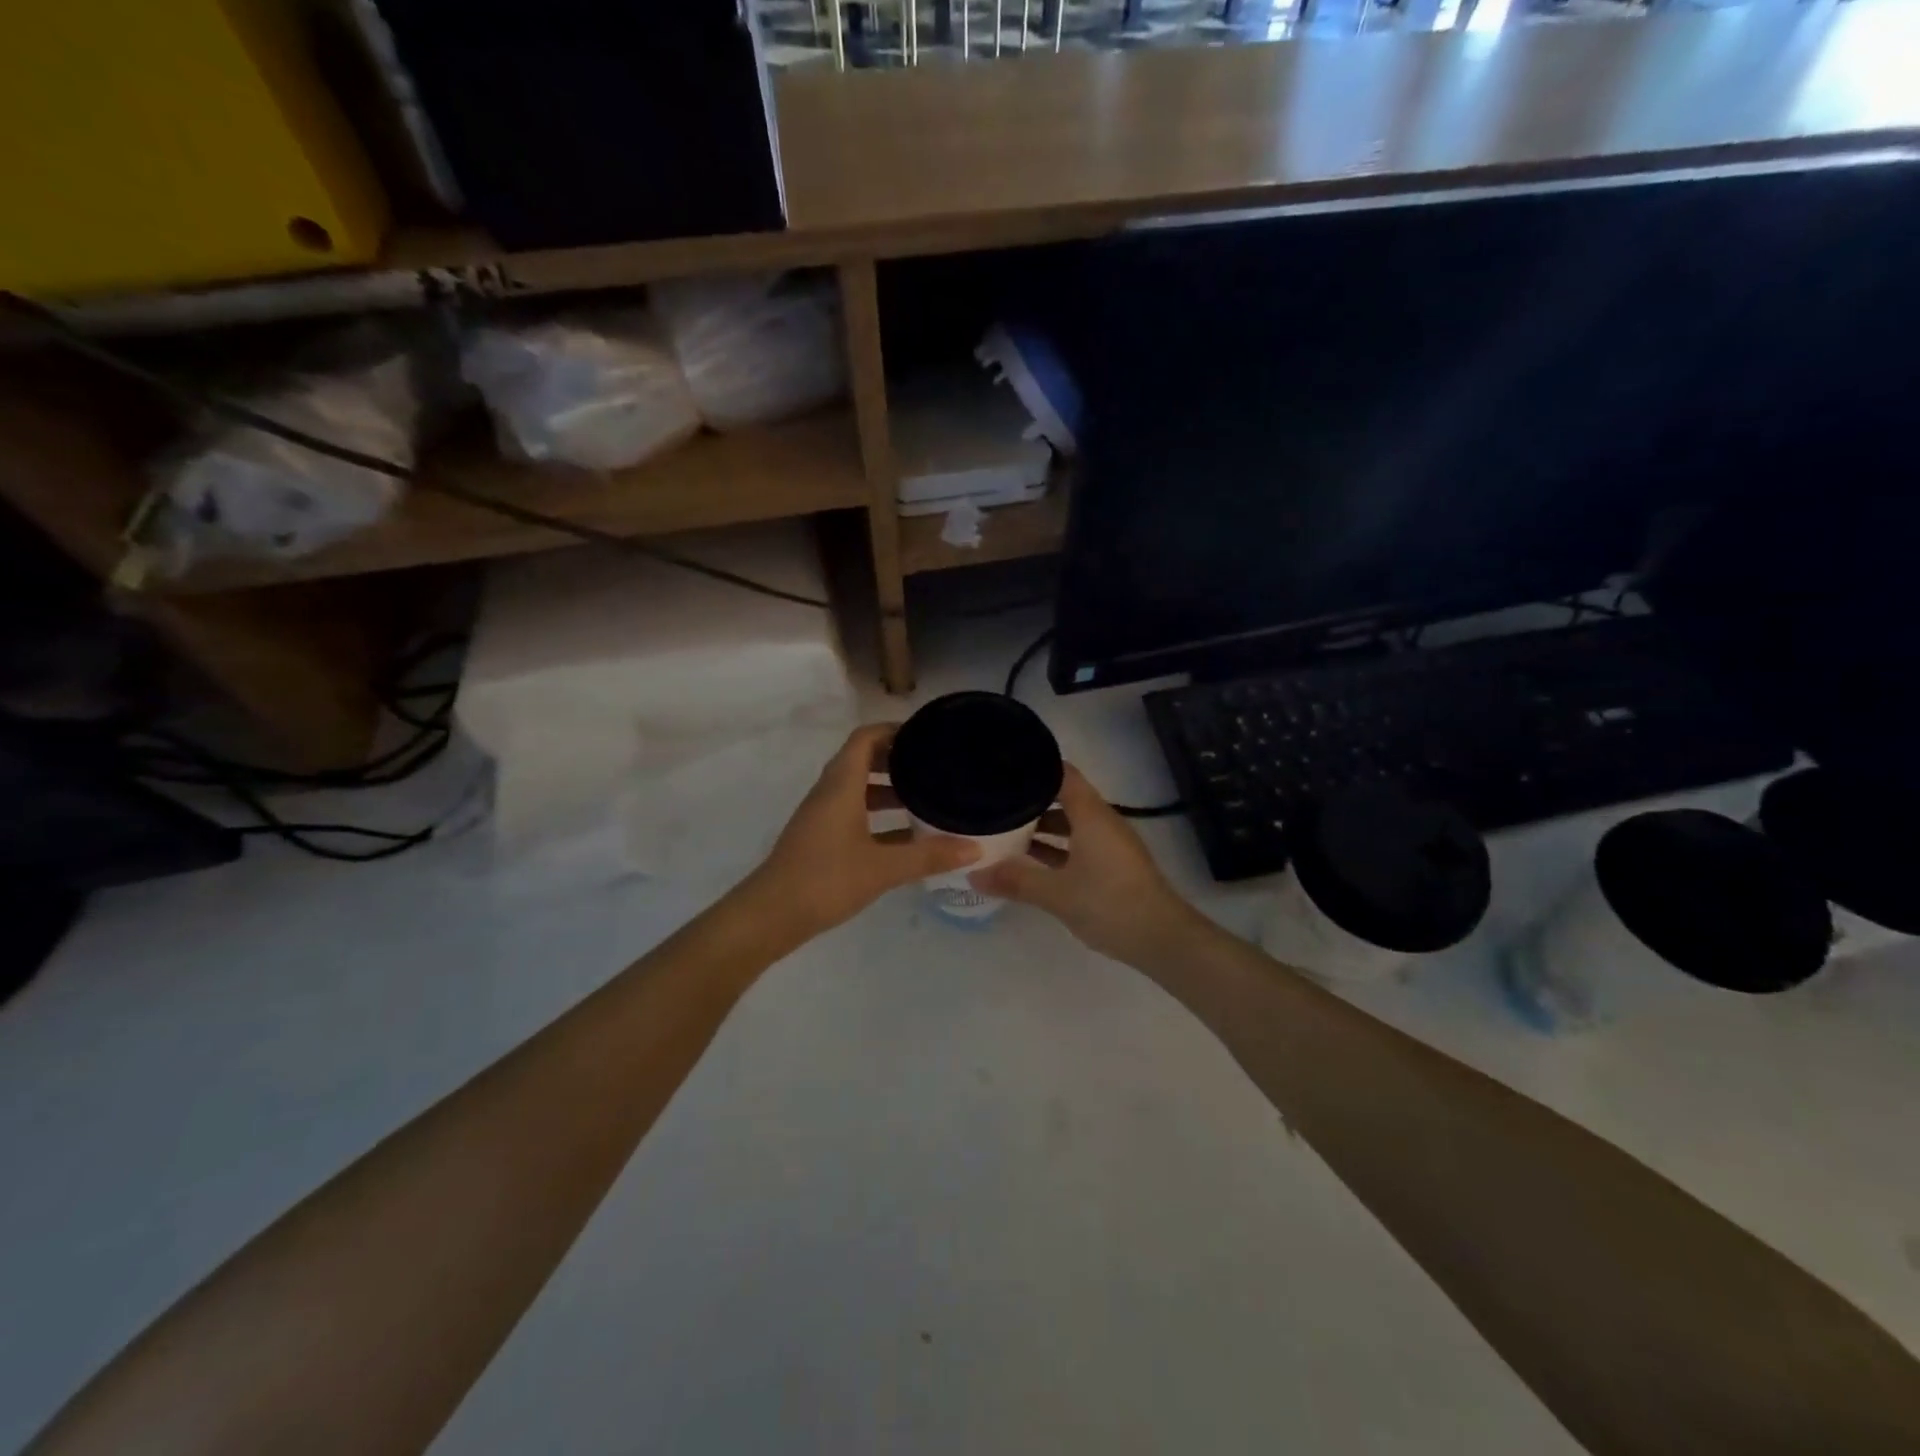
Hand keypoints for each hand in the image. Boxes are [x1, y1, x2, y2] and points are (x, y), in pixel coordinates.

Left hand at [743, 724, 980, 937]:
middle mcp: (829, 792)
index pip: (865, 738)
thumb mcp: (883, 868)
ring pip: (858, 788)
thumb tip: (975, 847)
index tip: (926, 734)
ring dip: (887, 788)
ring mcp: (822, 816)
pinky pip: (853, 812)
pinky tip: (905, 835)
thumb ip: (929, 856)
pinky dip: (877, 815)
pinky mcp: (820, 838)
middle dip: (896, 758)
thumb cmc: (826, 879)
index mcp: (841, 785)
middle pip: (862, 759)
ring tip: (925, 797)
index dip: (893, 729)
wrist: (771, 915)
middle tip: (933, 764)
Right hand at [969, 764, 1201, 963]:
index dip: (1034, 766)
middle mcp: (1102, 821)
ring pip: (1070, 823)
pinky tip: (1030, 861)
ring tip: (1004, 830)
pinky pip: (1078, 844)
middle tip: (994, 800)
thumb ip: (1015, 880)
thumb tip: (973, 874)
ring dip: (1041, 826)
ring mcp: (1109, 844)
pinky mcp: (1112, 865)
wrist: (1162, 939)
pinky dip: (1055, 847)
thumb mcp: (1057, 893)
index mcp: (1091, 815)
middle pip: (1063, 797)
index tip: (1003, 767)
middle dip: (1030, 799)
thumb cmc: (1110, 904)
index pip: (1062, 773)